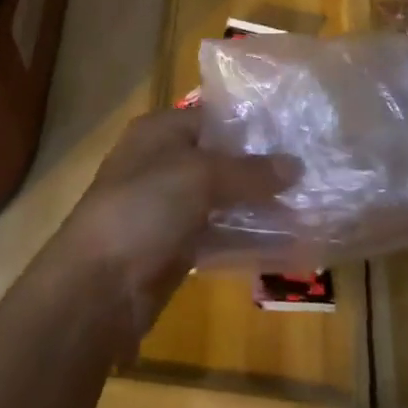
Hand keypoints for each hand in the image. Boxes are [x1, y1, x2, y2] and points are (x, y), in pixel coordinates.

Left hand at [45, 106, 298, 350]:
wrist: (96, 288)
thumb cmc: (143, 209)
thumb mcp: (199, 177)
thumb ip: (248, 171)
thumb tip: (296, 165)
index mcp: (159, 132)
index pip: (213, 119)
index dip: (252, 127)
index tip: (296, 136)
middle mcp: (162, 163)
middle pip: (219, 160)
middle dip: (261, 170)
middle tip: (310, 175)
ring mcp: (167, 208)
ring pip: (221, 200)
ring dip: (257, 206)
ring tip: (308, 207)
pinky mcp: (175, 249)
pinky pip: (218, 235)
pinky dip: (245, 237)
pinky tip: (284, 242)